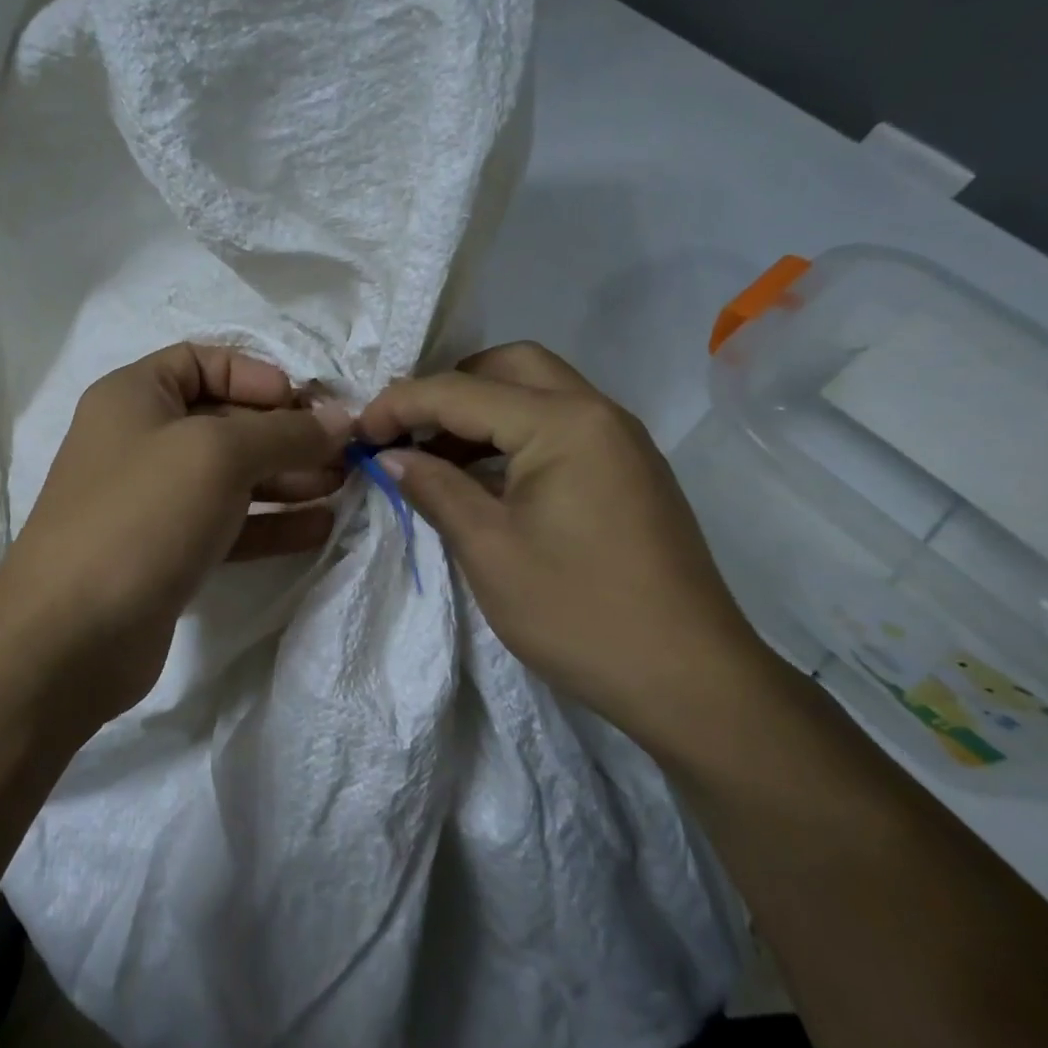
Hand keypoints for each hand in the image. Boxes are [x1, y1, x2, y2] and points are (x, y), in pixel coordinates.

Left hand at [0, 343, 348, 730]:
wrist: (72, 636)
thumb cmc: (142, 516)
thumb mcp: (218, 454)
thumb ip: (284, 432)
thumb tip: (341, 421)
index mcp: (135, 397)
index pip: (201, 361)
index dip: (255, 375)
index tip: (302, 403)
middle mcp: (140, 442)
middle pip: (224, 421)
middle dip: (285, 434)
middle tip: (343, 453)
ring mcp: (153, 502)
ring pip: (231, 477)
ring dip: (287, 478)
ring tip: (342, 486)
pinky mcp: (168, 553)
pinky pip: (229, 525)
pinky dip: (272, 523)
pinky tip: (319, 527)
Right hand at [356, 342, 769, 748]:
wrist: (690, 680)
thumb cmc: (579, 613)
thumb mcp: (489, 550)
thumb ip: (435, 488)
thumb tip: (390, 456)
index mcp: (564, 422)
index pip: (462, 391)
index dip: (400, 404)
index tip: (357, 433)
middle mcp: (598, 412)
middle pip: (509, 367)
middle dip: (448, 388)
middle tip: (406, 430)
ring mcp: (620, 440)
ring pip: (538, 393)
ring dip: (481, 411)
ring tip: (433, 455)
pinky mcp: (628, 470)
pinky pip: (559, 426)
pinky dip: (513, 436)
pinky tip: (483, 478)